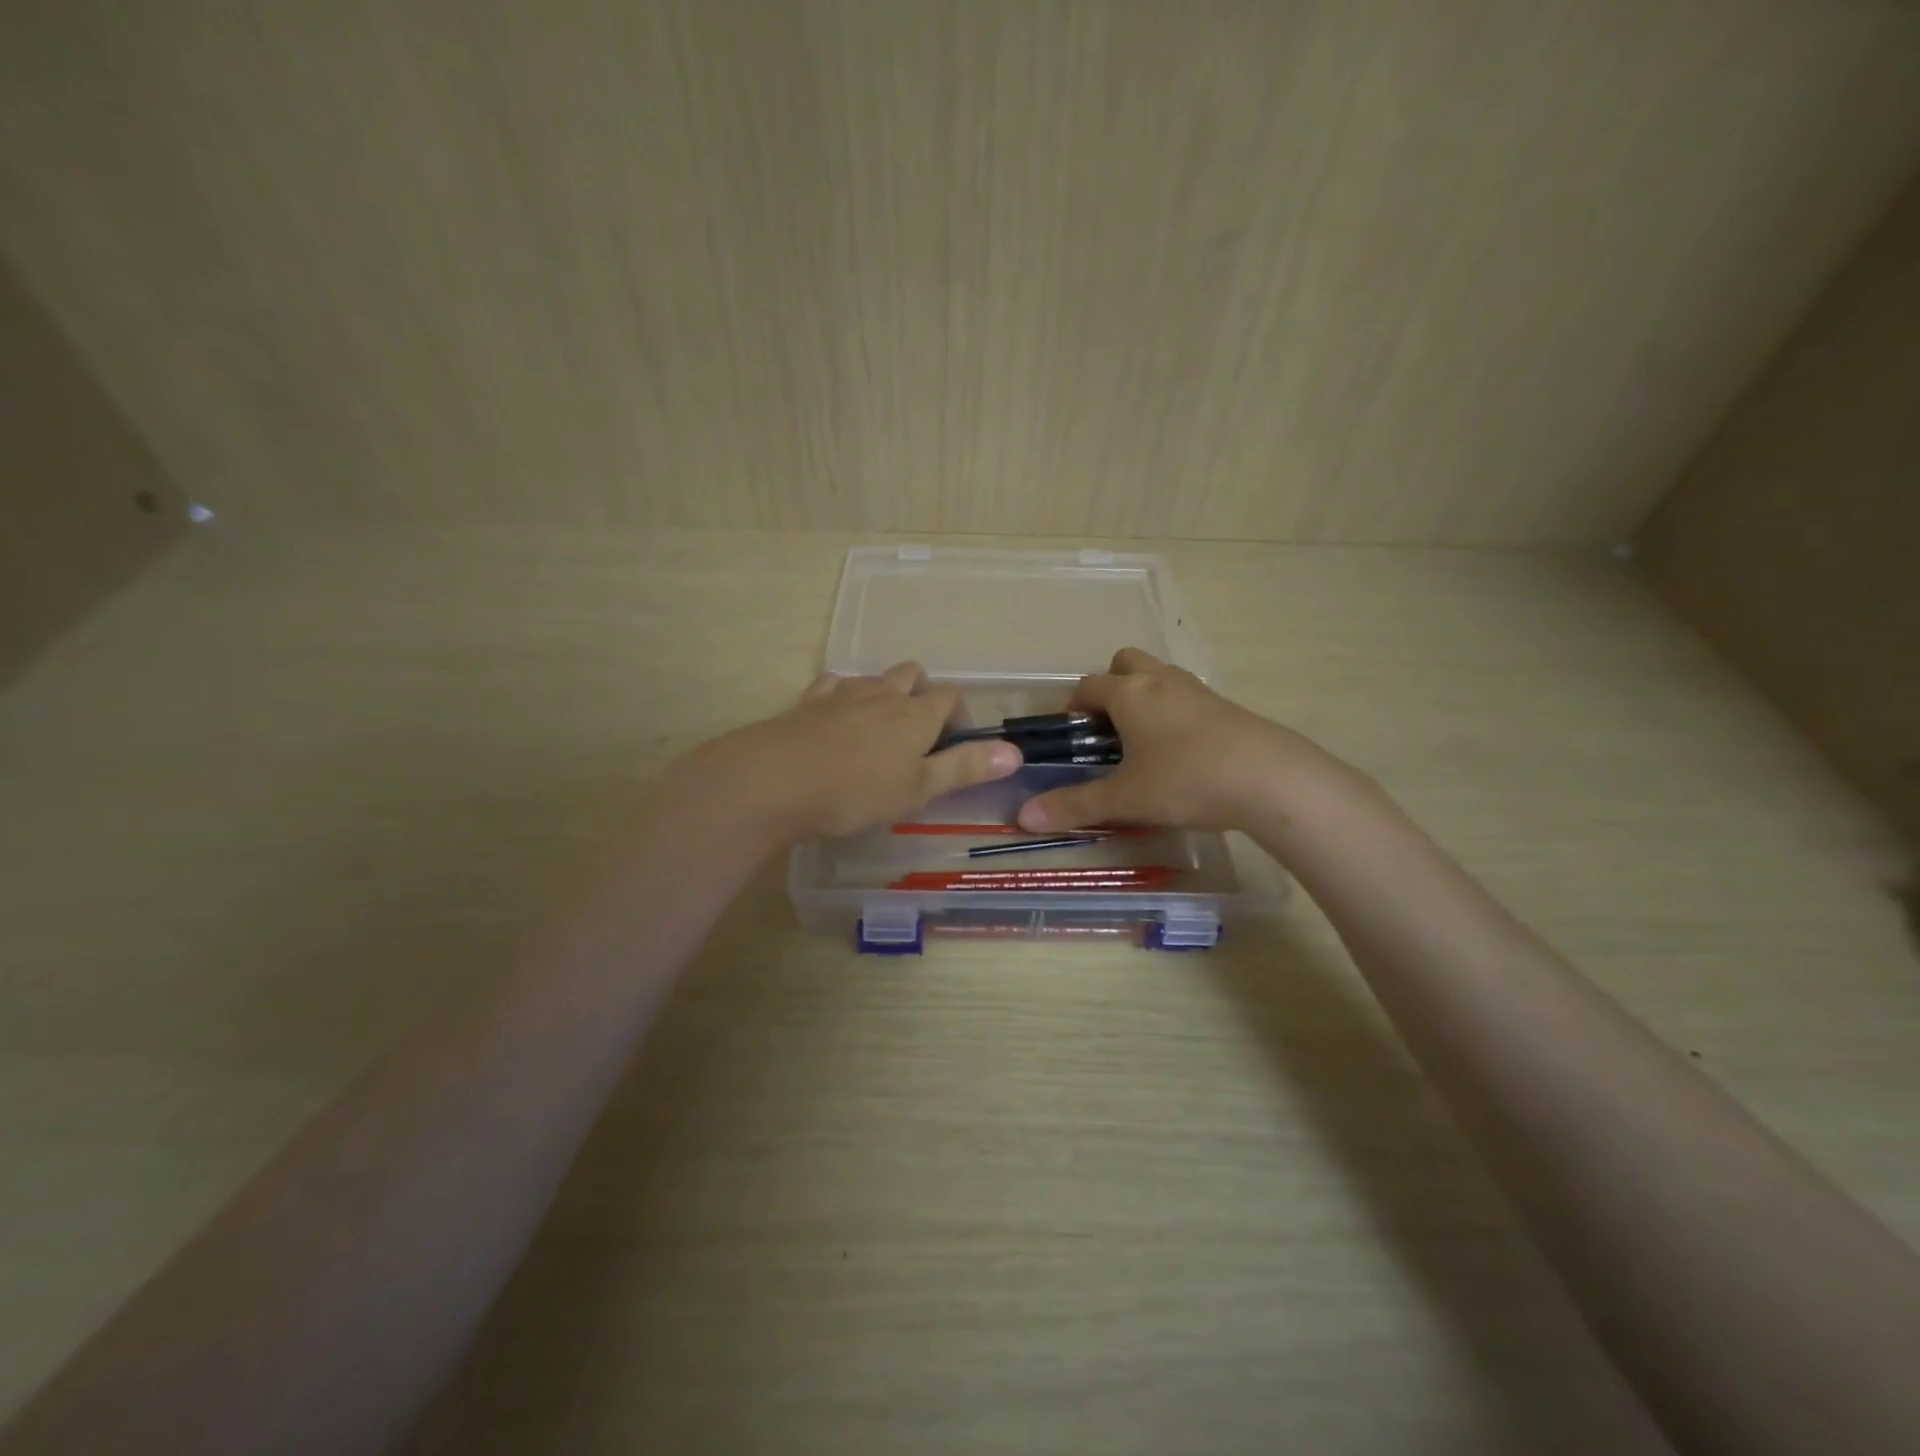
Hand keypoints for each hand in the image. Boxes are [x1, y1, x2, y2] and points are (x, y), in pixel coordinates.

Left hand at [690, 663, 1022, 841]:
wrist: (774, 781)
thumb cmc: (856, 791)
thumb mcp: (919, 788)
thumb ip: (966, 768)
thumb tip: (1016, 751)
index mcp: (916, 714)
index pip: (950, 698)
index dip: (960, 718)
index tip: (956, 748)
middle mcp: (882, 693)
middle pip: (912, 676)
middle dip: (921, 695)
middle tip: (917, 735)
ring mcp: (841, 694)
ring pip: (873, 678)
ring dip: (883, 694)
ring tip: (878, 729)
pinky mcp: (806, 703)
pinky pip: (832, 686)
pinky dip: (841, 696)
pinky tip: (833, 719)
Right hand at [1016, 648, 1328, 833]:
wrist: (1271, 779)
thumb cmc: (1186, 780)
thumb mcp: (1125, 798)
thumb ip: (1074, 806)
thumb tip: (1023, 818)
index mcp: (1130, 694)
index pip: (1089, 685)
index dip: (1073, 706)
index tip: (1072, 735)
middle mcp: (1161, 681)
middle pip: (1126, 661)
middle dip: (1111, 686)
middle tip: (1109, 728)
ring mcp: (1198, 690)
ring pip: (1160, 675)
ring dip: (1145, 695)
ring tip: (1144, 741)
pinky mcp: (1227, 706)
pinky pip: (1188, 696)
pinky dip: (1176, 711)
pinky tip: (1183, 752)